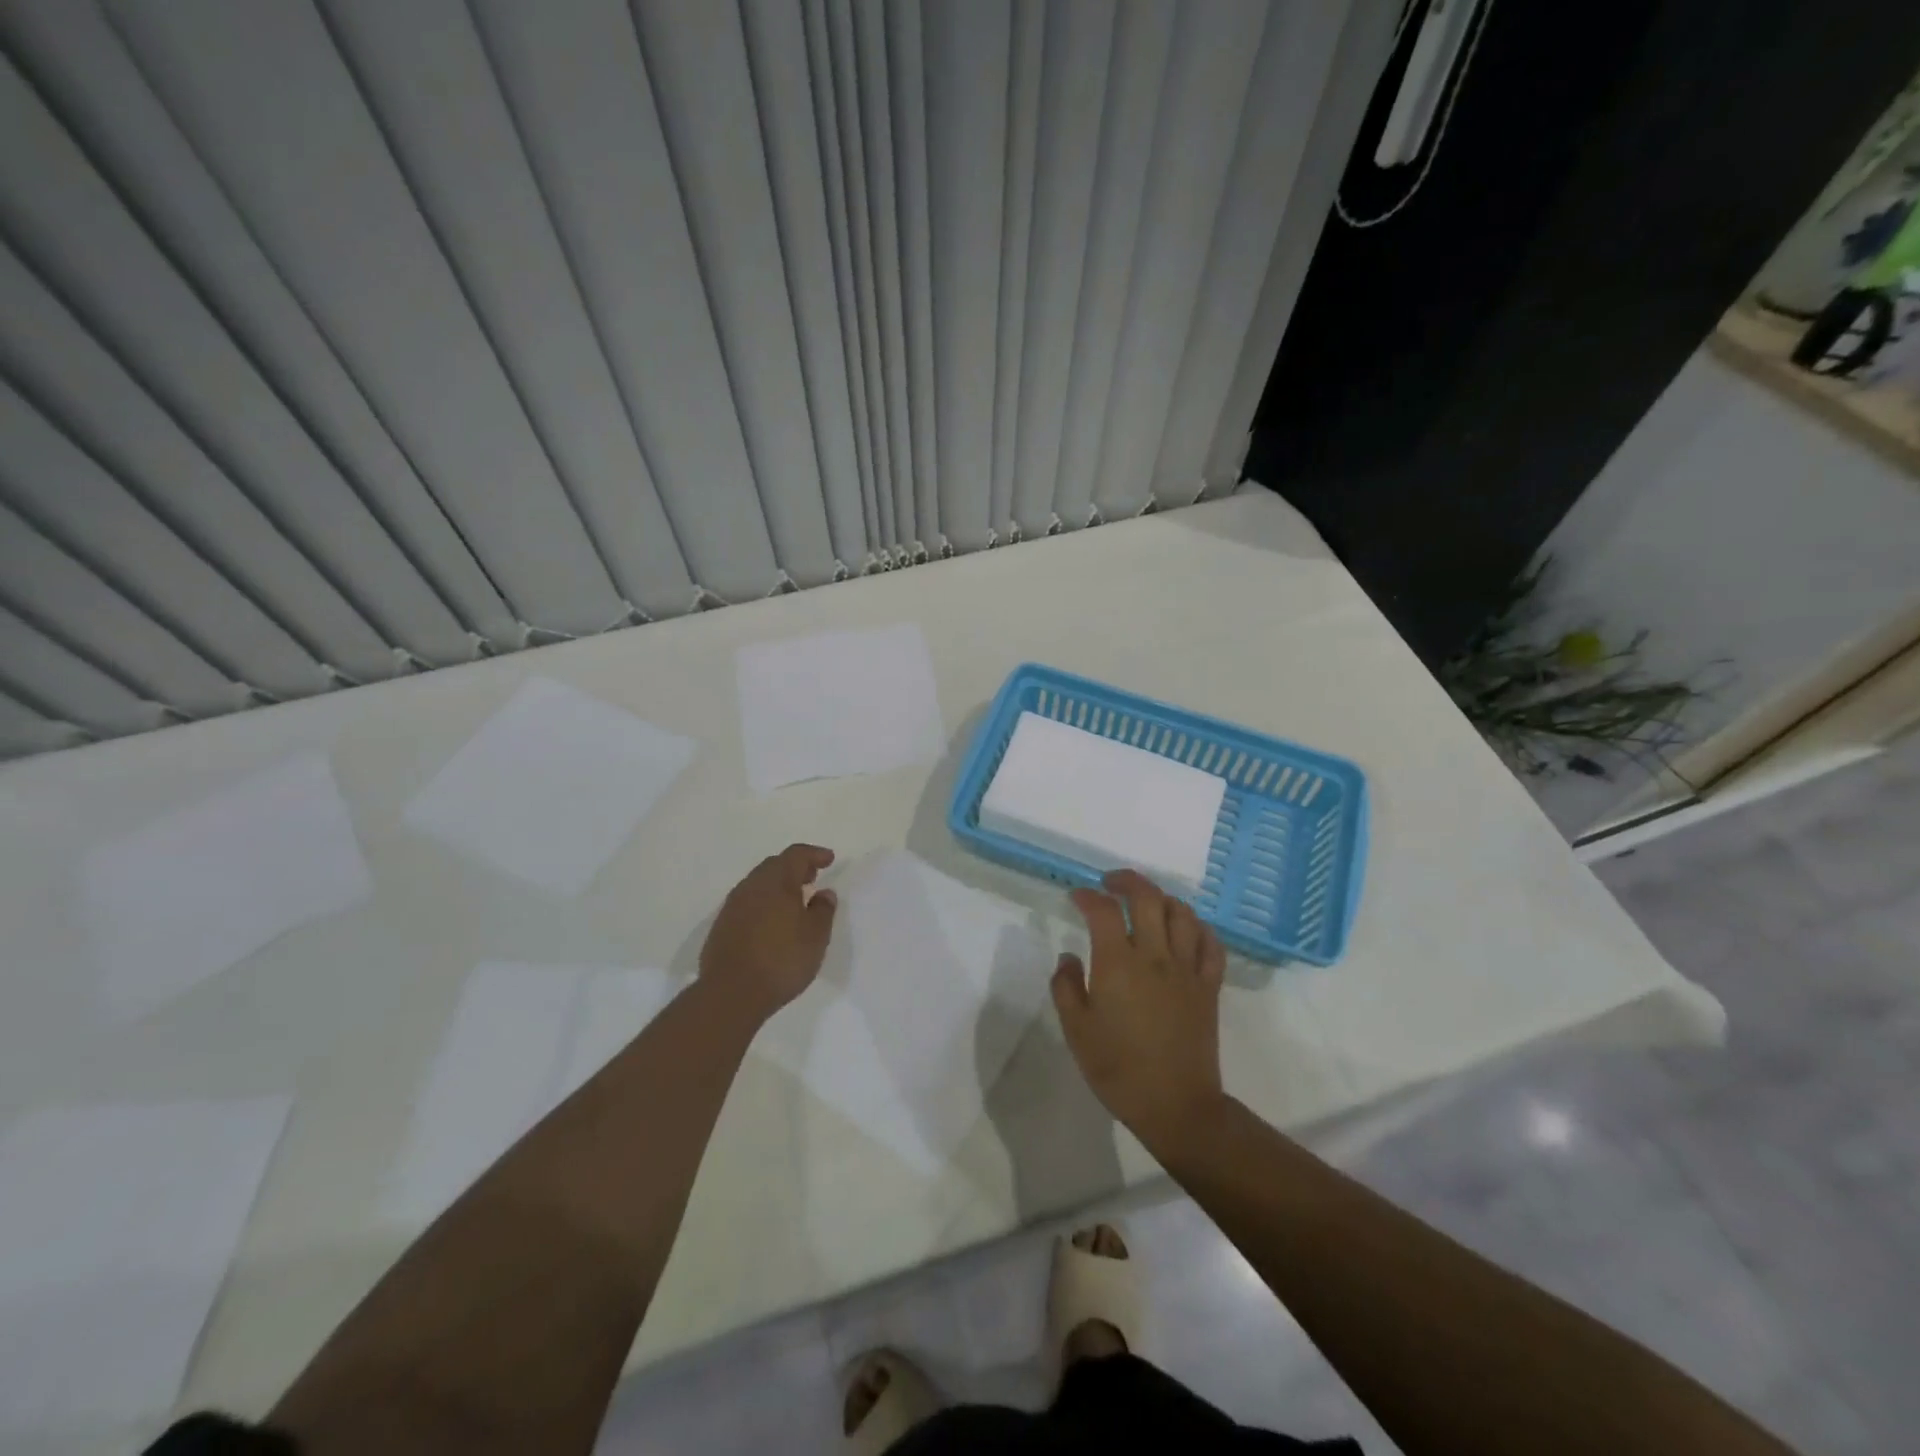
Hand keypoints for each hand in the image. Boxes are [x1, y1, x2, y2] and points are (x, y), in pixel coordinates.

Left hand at [700, 844, 837, 1021]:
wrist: (731, 993)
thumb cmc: (782, 960)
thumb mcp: (816, 936)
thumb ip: (823, 910)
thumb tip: (824, 892)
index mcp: (777, 882)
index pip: (796, 855)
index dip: (814, 854)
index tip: (829, 859)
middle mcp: (751, 886)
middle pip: (774, 865)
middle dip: (795, 867)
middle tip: (812, 877)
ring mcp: (732, 906)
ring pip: (758, 884)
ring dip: (777, 886)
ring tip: (794, 901)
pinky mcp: (721, 927)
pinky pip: (747, 903)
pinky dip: (763, 903)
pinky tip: (771, 922)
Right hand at [1052, 869, 1226, 1155]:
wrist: (1175, 1106)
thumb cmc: (1118, 1069)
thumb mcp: (1076, 1031)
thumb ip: (1066, 987)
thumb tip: (1069, 957)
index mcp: (1118, 964)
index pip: (1103, 911)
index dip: (1088, 896)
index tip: (1076, 897)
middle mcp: (1155, 956)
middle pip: (1147, 898)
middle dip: (1126, 881)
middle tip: (1109, 883)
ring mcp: (1187, 969)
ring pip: (1182, 914)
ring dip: (1162, 899)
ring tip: (1146, 903)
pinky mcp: (1208, 986)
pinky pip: (1210, 944)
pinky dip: (1198, 927)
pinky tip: (1185, 929)